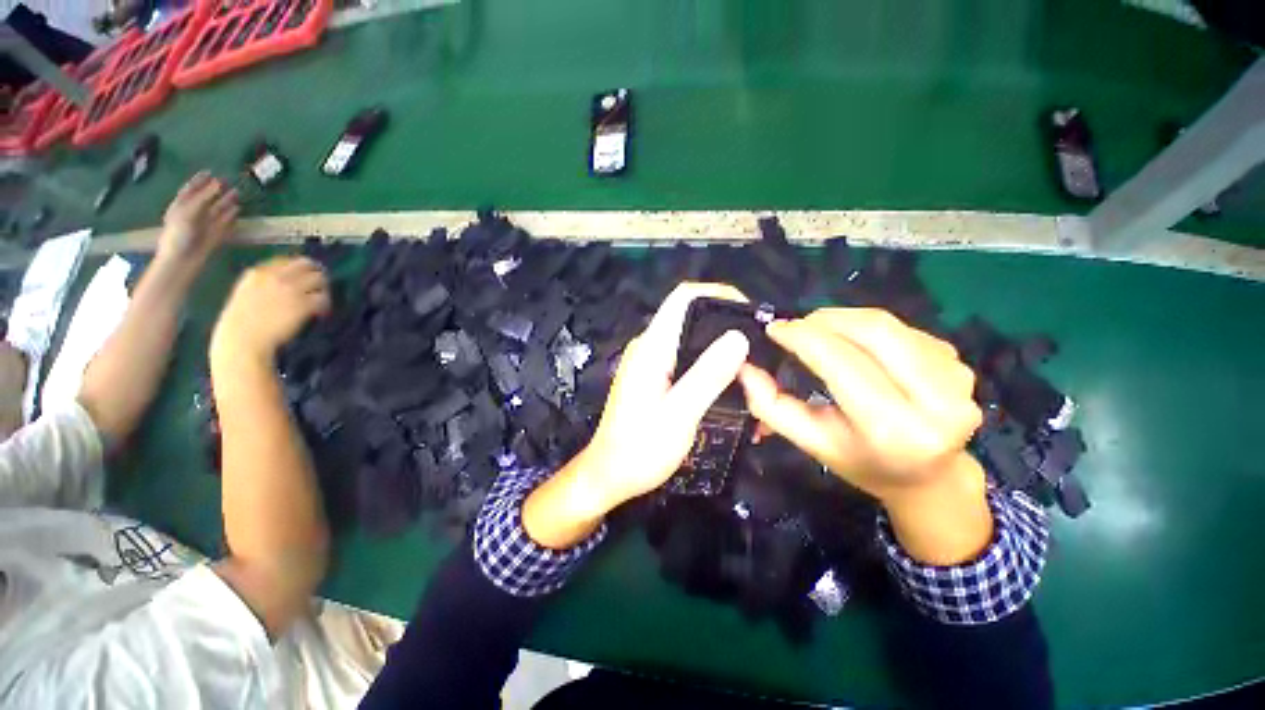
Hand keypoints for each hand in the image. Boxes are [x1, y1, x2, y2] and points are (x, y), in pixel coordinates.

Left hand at [157, 172, 237, 269]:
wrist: (183, 259)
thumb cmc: (179, 234)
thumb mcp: (188, 211)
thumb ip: (203, 197)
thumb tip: (218, 183)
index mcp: (181, 206)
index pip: (190, 189)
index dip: (198, 180)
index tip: (209, 172)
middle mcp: (193, 213)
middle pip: (206, 198)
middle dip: (215, 190)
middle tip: (227, 180)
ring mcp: (205, 224)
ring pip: (217, 209)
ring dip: (226, 201)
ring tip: (237, 193)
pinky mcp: (216, 233)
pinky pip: (225, 222)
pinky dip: (231, 215)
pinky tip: (237, 209)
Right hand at [211, 257, 330, 367]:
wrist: (243, 338)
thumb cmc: (239, 322)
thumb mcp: (245, 293)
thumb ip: (260, 283)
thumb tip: (279, 280)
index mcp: (258, 273)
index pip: (286, 260)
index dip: (298, 269)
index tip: (303, 277)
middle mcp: (276, 277)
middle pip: (306, 264)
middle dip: (315, 273)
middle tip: (320, 285)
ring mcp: (291, 289)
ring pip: (319, 279)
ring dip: (324, 288)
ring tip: (321, 300)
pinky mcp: (303, 304)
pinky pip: (323, 298)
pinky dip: (326, 304)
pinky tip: (321, 312)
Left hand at [522, 283, 750, 548]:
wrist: (608, 475)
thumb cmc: (640, 449)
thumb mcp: (679, 414)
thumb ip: (707, 375)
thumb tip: (738, 336)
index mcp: (652, 347)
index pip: (684, 297)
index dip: (718, 294)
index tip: (749, 313)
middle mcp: (650, 346)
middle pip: (691, 316)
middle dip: (727, 325)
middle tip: (759, 350)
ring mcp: (651, 362)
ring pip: (692, 339)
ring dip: (721, 349)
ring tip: (751, 371)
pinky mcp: (655, 377)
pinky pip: (687, 358)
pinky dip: (710, 365)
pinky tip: (728, 385)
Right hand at [738, 308, 991, 563]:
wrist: (929, 478)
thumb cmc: (861, 462)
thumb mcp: (810, 442)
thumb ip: (771, 406)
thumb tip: (744, 367)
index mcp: (892, 430)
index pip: (841, 363)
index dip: (803, 338)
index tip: (776, 328)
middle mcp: (936, 402)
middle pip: (873, 331)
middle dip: (825, 319)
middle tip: (797, 325)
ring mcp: (957, 380)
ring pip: (888, 325)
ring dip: (845, 321)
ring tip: (821, 333)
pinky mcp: (961, 364)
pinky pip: (903, 329)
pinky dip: (869, 328)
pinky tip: (857, 345)